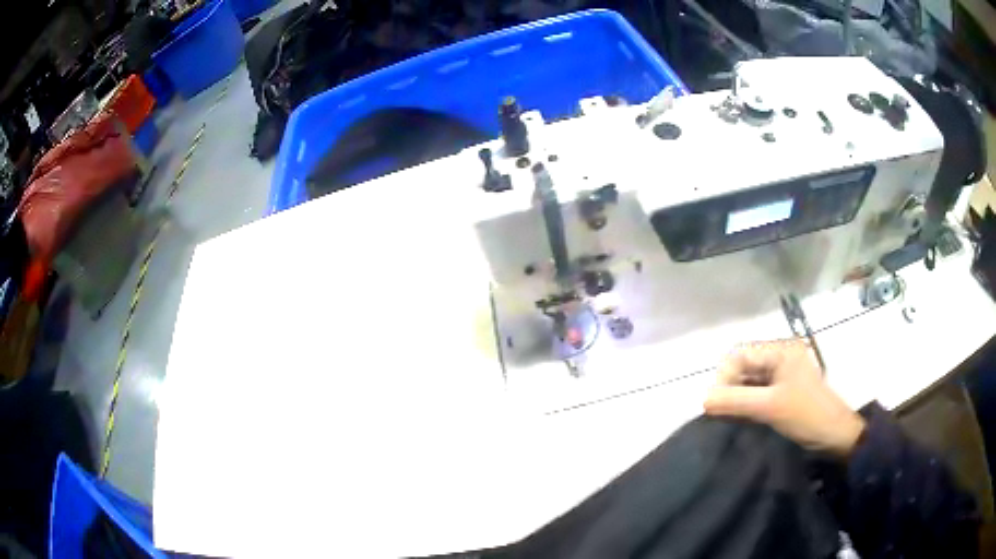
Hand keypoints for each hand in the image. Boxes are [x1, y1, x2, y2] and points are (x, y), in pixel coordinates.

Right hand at [704, 339, 865, 456]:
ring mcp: (783, 375)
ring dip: (737, 398)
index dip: (724, 377)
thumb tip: (703, 399)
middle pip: (744, 367)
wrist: (836, 435)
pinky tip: (741, 419)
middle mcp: (780, 356)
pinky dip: (747, 405)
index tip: (715, 403)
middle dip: (729, 388)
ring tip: (729, 418)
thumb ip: (735, 401)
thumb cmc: (807, 415)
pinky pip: (758, 393)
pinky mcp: (784, 392)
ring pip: (750, 382)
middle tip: (721, 413)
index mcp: (780, 350)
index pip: (740, 355)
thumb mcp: (770, 407)